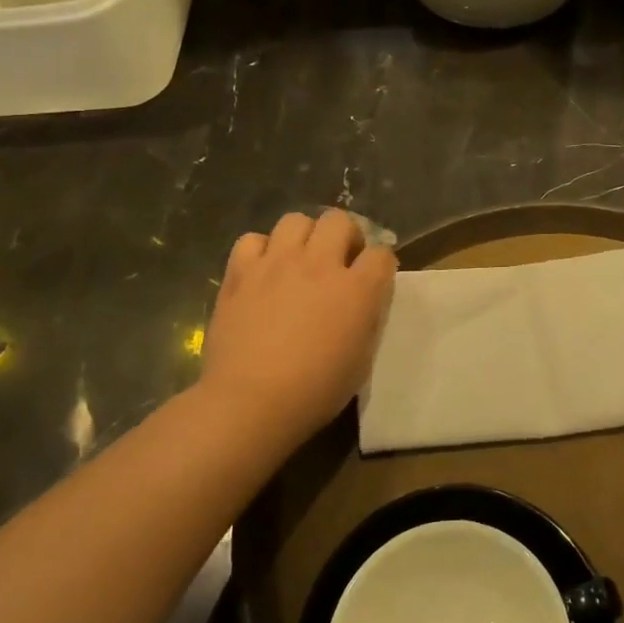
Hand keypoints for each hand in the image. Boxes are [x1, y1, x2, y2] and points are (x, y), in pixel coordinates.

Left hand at [202, 209, 396, 445]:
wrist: (250, 402)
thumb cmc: (315, 391)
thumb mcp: (362, 358)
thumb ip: (367, 317)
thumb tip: (363, 300)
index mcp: (358, 289)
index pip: (382, 253)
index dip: (380, 264)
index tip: (373, 279)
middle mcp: (320, 264)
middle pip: (339, 220)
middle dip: (345, 236)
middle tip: (338, 261)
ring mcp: (277, 263)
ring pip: (296, 220)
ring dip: (303, 236)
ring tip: (299, 261)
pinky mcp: (241, 273)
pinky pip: (252, 240)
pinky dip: (261, 251)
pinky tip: (262, 272)